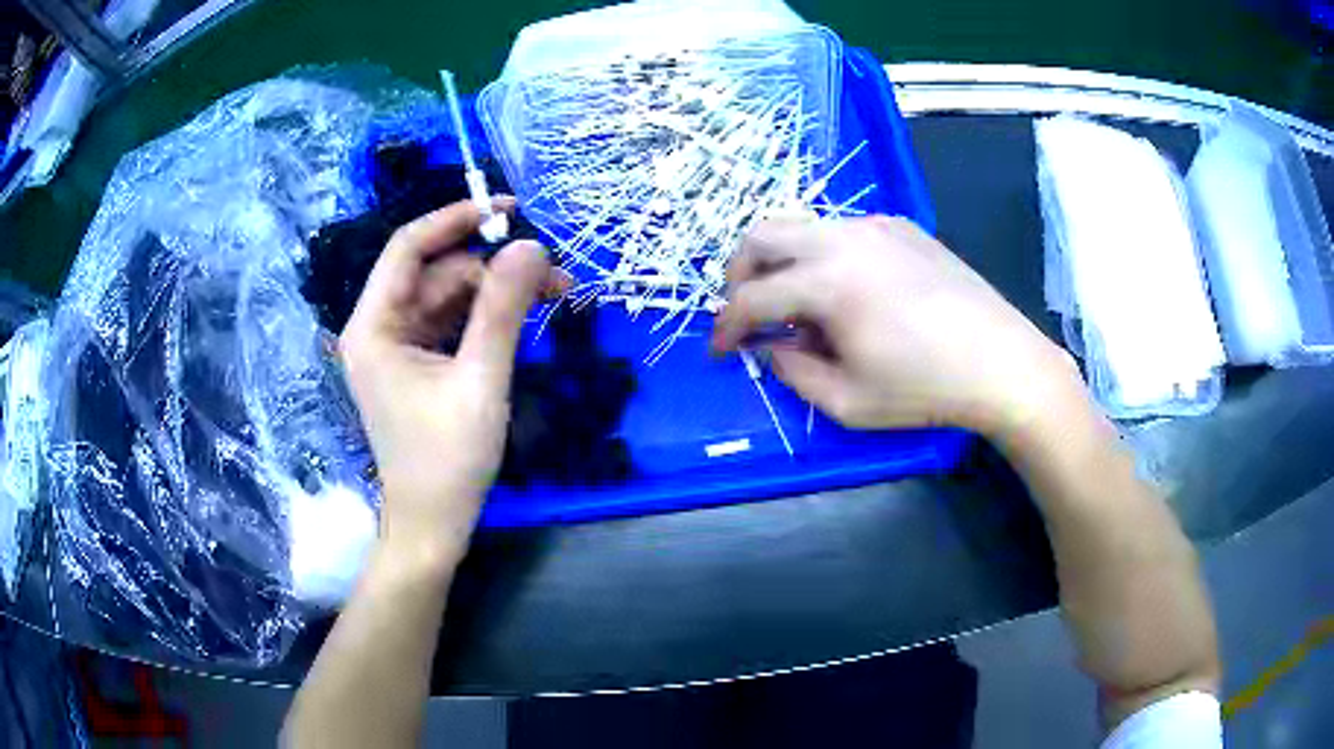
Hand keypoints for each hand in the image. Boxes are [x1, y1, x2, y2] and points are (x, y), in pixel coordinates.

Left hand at [340, 200, 564, 567]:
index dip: (457, 219)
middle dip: (495, 268)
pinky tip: (526, 321)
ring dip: (499, 294)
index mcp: (374, 326)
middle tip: (555, 277)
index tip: (509, 209)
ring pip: (451, 296)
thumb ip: (503, 310)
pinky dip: (489, 318)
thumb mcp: (480, 381)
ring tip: (554, 299)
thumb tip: (531, 246)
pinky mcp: (418, 363)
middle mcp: (379, 327)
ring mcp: (399, 346)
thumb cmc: (447, 461)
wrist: (434, 524)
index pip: (409, 247)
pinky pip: (454, 323)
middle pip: (439, 272)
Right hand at [712, 216, 1079, 437]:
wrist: (1002, 362)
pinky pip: (842, 229)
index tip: (720, 351)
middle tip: (747, 312)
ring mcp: (876, 225)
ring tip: (798, 305)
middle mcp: (844, 237)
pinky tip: (848, 291)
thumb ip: (793, 372)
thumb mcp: (847, 402)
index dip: (725, 326)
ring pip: (802, 224)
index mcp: (828, 281)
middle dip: (740, 273)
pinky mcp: (901, 226)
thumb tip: (771, 346)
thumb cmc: (925, 389)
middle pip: (763, 233)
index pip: (752, 296)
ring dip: (782, 260)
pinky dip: (823, 254)